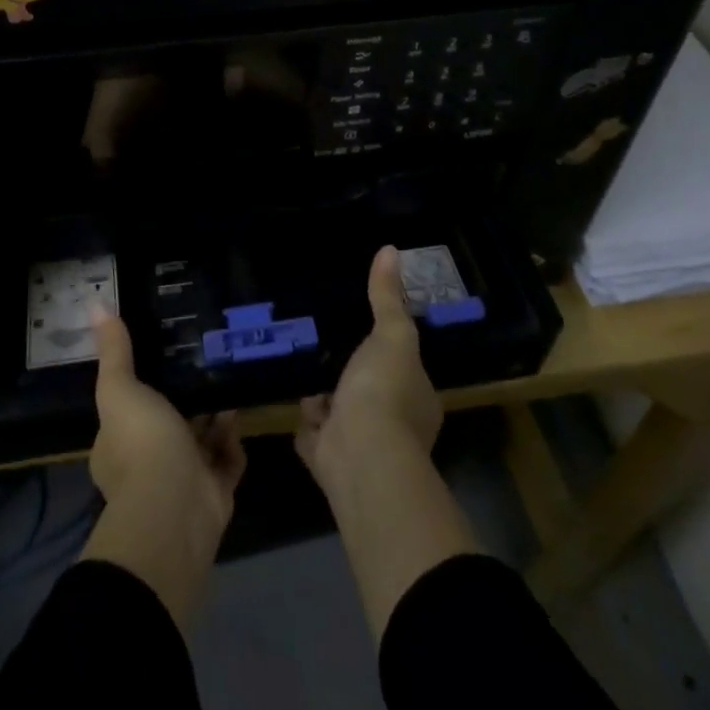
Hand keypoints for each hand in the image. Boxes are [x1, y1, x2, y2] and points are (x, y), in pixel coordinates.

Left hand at [79, 308, 244, 628]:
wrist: (176, 508)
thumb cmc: (142, 444)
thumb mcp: (121, 389)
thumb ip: (114, 352)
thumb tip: (95, 304)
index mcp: (117, 446)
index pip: (128, 411)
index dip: (143, 387)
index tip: (163, 355)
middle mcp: (147, 465)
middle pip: (168, 424)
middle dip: (186, 398)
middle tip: (204, 362)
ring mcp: (181, 482)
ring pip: (200, 441)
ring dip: (214, 415)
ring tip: (227, 377)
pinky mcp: (214, 493)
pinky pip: (226, 460)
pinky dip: (232, 440)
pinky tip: (238, 411)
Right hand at [295, 246, 475, 636]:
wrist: (361, 458)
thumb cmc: (385, 392)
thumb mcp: (391, 335)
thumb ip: (387, 298)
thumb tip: (389, 249)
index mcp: (416, 398)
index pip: (404, 369)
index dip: (388, 352)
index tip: (368, 331)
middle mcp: (395, 425)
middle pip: (370, 391)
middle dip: (351, 374)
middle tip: (327, 344)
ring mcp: (361, 445)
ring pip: (341, 414)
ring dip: (325, 398)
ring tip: (305, 364)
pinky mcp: (330, 460)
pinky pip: (315, 436)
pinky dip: (306, 424)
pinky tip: (293, 400)